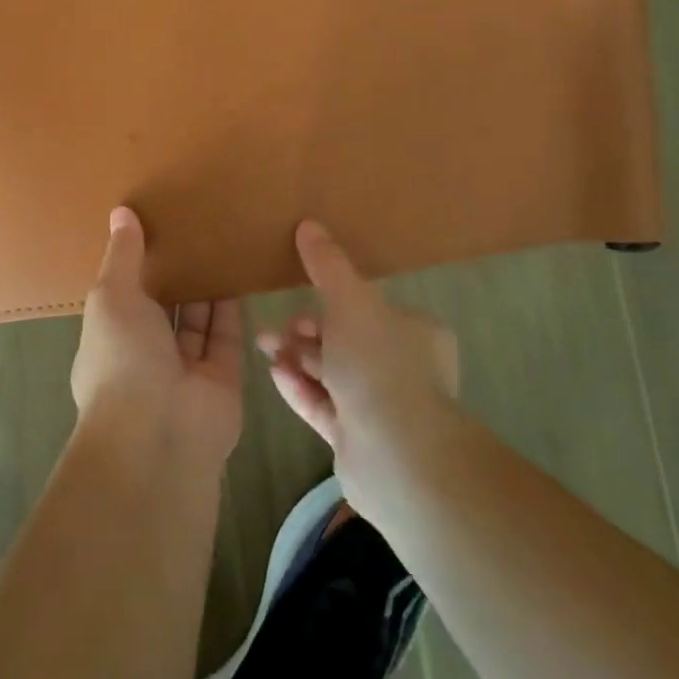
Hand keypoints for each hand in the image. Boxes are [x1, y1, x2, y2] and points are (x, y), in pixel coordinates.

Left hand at [70, 208, 243, 463]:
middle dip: (175, 274)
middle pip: (164, 307)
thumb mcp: (112, 297)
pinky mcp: (222, 377)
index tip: (153, 226)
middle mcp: (146, 354)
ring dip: (205, 285)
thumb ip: (122, 256)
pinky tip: (239, 268)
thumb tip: (121, 212)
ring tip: (220, 240)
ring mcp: (185, 369)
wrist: (160, 434)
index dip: (137, 264)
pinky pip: (226, 334)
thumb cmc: (123, 359)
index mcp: (110, 337)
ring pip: (197, 320)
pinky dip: (231, 306)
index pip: (124, 296)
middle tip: (194, 226)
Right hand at [257, 221, 464, 521]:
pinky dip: (299, 387)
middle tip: (276, 328)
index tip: (301, 296)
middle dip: (307, 331)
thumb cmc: (379, 363)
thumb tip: (309, 224)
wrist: (397, 454)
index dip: (334, 300)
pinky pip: (322, 405)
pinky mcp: (357, 440)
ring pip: (331, 373)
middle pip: (346, 341)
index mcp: (415, 333)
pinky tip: (274, 373)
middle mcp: (403, 368)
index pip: (371, 309)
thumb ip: (327, 264)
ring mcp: (381, 408)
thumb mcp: (350, 299)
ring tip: (263, 345)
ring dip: (296, 356)